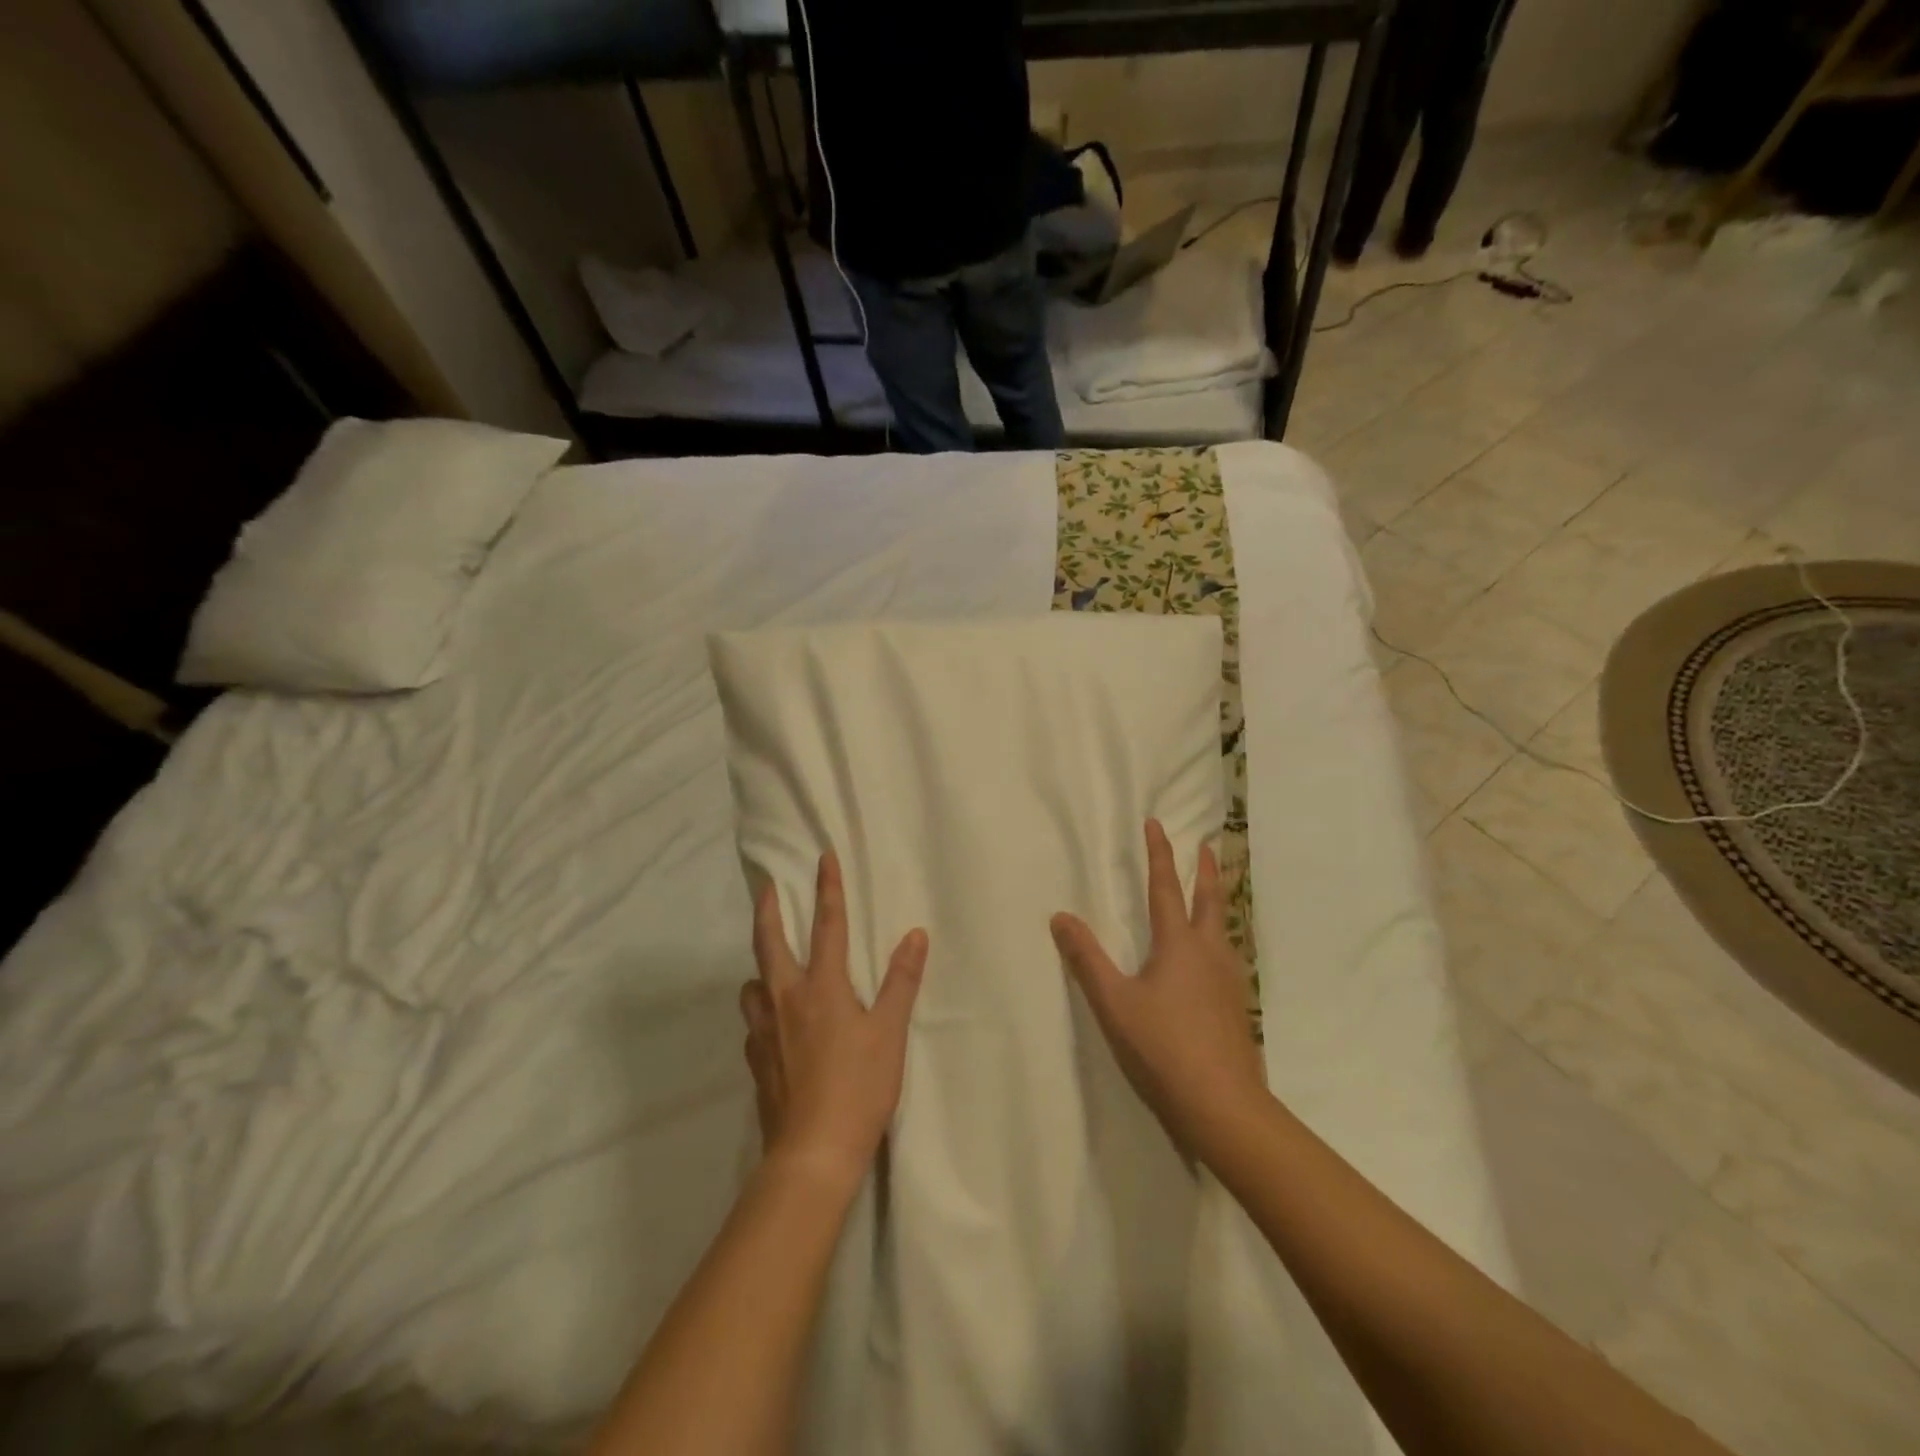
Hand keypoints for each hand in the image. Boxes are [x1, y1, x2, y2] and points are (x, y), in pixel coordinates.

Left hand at [740, 851, 927, 1188]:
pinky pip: (754, 1025)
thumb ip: (901, 982)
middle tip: (768, 889)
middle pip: (769, 944)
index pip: (827, 926)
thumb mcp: (890, 1032)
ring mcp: (765, 1032)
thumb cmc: (858, 1087)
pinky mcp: (756, 1062)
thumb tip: (915, 935)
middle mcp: (786, 1000)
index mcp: (822, 987)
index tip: (823, 858)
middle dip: (769, 911)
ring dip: (760, 967)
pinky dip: (762, 1012)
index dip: (828, 889)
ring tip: (770, 966)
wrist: (812, 1153)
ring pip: (753, 986)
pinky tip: (773, 1025)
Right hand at [1051, 820, 1265, 1156]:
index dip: (1159, 854)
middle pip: (1210, 901)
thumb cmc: (1162, 1047)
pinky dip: (1222, 936)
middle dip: (1205, 871)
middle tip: (1208, 846)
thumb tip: (1060, 917)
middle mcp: (1209, 953)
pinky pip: (1230, 955)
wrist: (1223, 1104)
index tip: (1156, 825)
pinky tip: (1218, 957)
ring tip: (1215, 894)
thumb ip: (1086, 959)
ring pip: (1225, 927)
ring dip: (1218, 901)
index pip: (1164, 888)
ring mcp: (1229, 980)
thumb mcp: (1114, 1002)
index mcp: (1178, 945)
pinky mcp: (1238, 1006)